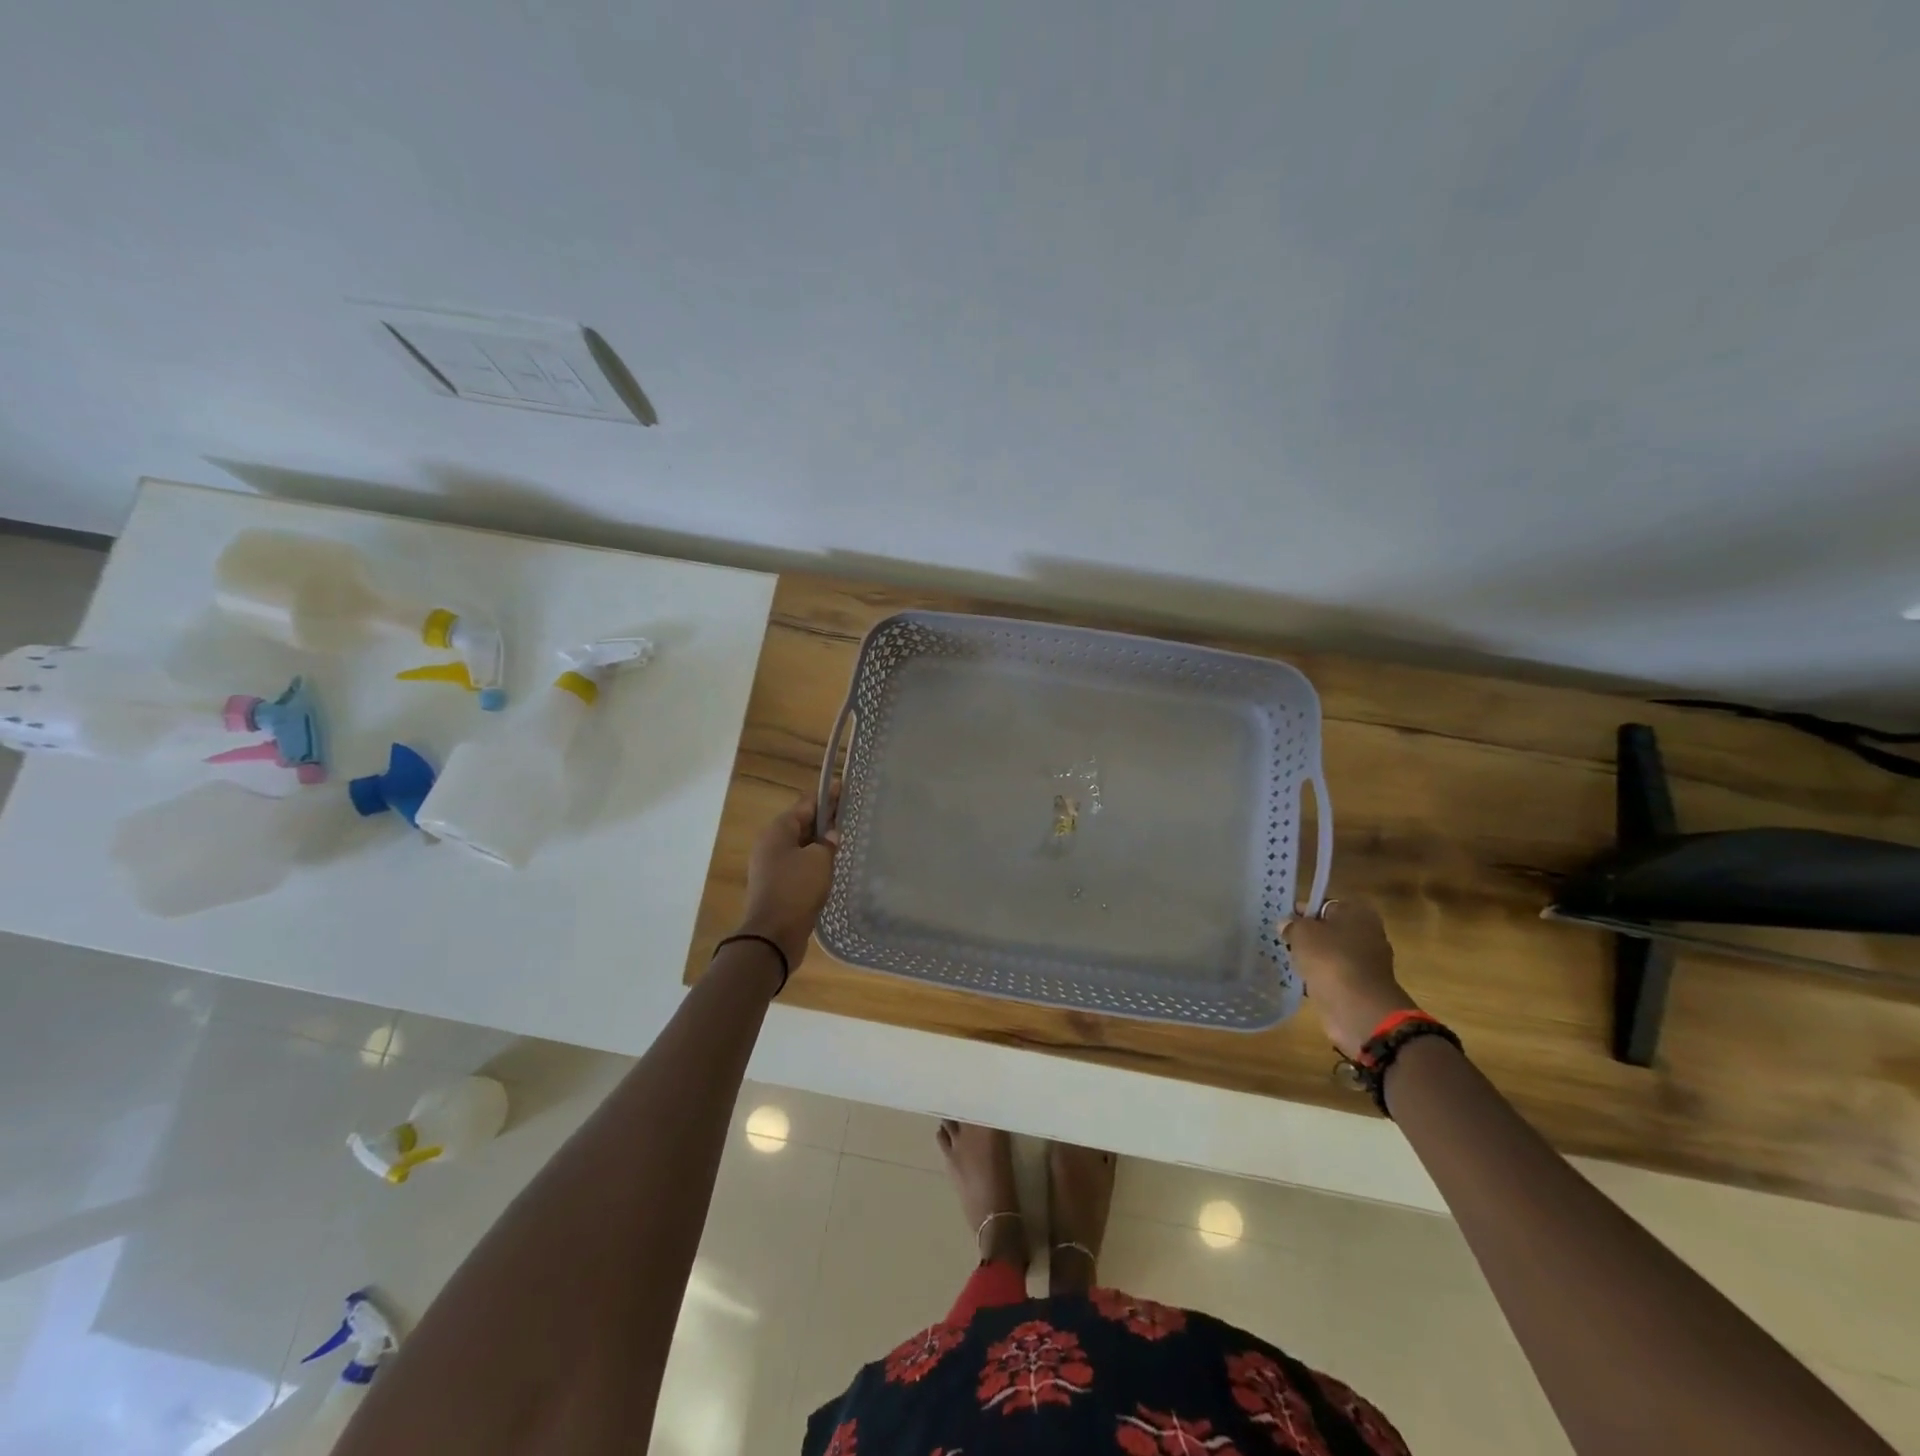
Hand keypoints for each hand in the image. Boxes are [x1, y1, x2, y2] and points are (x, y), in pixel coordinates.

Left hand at [735, 795, 838, 970]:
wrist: (773, 936)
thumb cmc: (796, 889)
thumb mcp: (819, 860)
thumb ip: (828, 843)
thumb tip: (831, 835)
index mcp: (778, 831)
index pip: (806, 804)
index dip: (827, 795)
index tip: (845, 786)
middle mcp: (771, 844)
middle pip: (802, 823)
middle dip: (825, 818)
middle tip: (850, 812)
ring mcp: (772, 866)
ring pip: (801, 845)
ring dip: (821, 841)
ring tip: (846, 838)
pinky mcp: (778, 886)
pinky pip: (800, 865)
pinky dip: (815, 861)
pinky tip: (833, 865)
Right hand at [1281, 900, 1418, 1058]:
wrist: (1358, 1009)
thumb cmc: (1330, 959)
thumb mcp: (1301, 933)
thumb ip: (1291, 925)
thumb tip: (1287, 925)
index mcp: (1357, 913)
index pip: (1323, 904)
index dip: (1301, 911)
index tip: (1282, 921)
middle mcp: (1367, 934)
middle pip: (1329, 929)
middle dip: (1308, 936)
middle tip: (1284, 941)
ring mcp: (1367, 963)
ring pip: (1331, 954)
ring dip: (1314, 958)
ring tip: (1289, 961)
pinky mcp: (1362, 987)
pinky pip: (1335, 975)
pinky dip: (1321, 978)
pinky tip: (1302, 981)